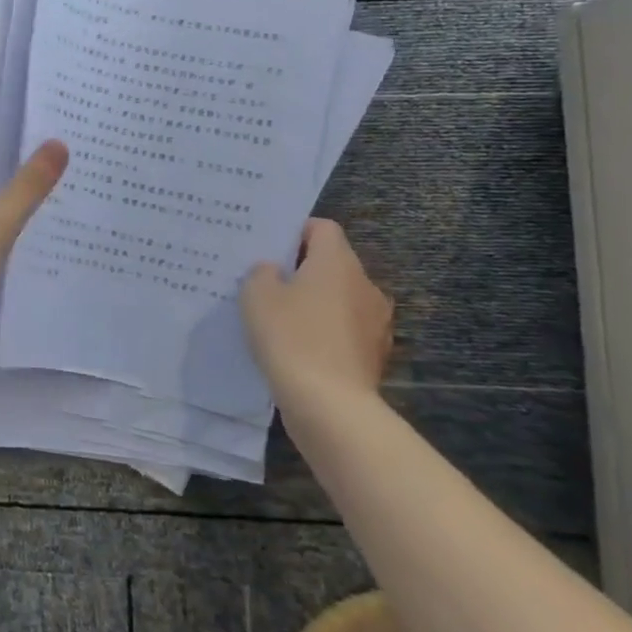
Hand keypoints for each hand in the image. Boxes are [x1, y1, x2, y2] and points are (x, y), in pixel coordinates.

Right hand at [241, 218, 392, 421]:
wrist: (329, 404)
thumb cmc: (290, 336)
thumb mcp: (256, 295)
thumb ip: (262, 273)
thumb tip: (274, 270)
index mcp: (338, 262)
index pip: (322, 228)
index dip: (295, 232)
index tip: (269, 249)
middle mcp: (364, 285)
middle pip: (333, 264)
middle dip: (303, 270)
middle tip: (267, 283)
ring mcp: (375, 322)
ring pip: (340, 298)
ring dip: (315, 303)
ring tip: (281, 319)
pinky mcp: (374, 354)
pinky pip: (344, 330)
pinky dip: (325, 332)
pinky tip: (299, 348)